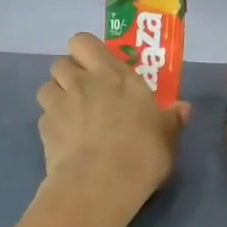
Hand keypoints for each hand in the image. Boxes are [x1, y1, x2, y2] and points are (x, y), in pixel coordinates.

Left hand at [36, 33, 189, 210]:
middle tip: (85, 91)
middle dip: (70, 73)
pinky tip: (64, 141)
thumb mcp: (166, 138)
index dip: (87, 52)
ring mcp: (60, 103)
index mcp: (115, 75)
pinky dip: (52, 124)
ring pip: (46, 86)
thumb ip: (171, 120)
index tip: (99, 68)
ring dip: (56, 96)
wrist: (100, 184)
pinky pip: (44, 116)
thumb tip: (183, 107)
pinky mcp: (44, 128)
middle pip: (61, 61)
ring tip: (70, 115)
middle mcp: (83, 81)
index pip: (85, 42)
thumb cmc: (141, 154)